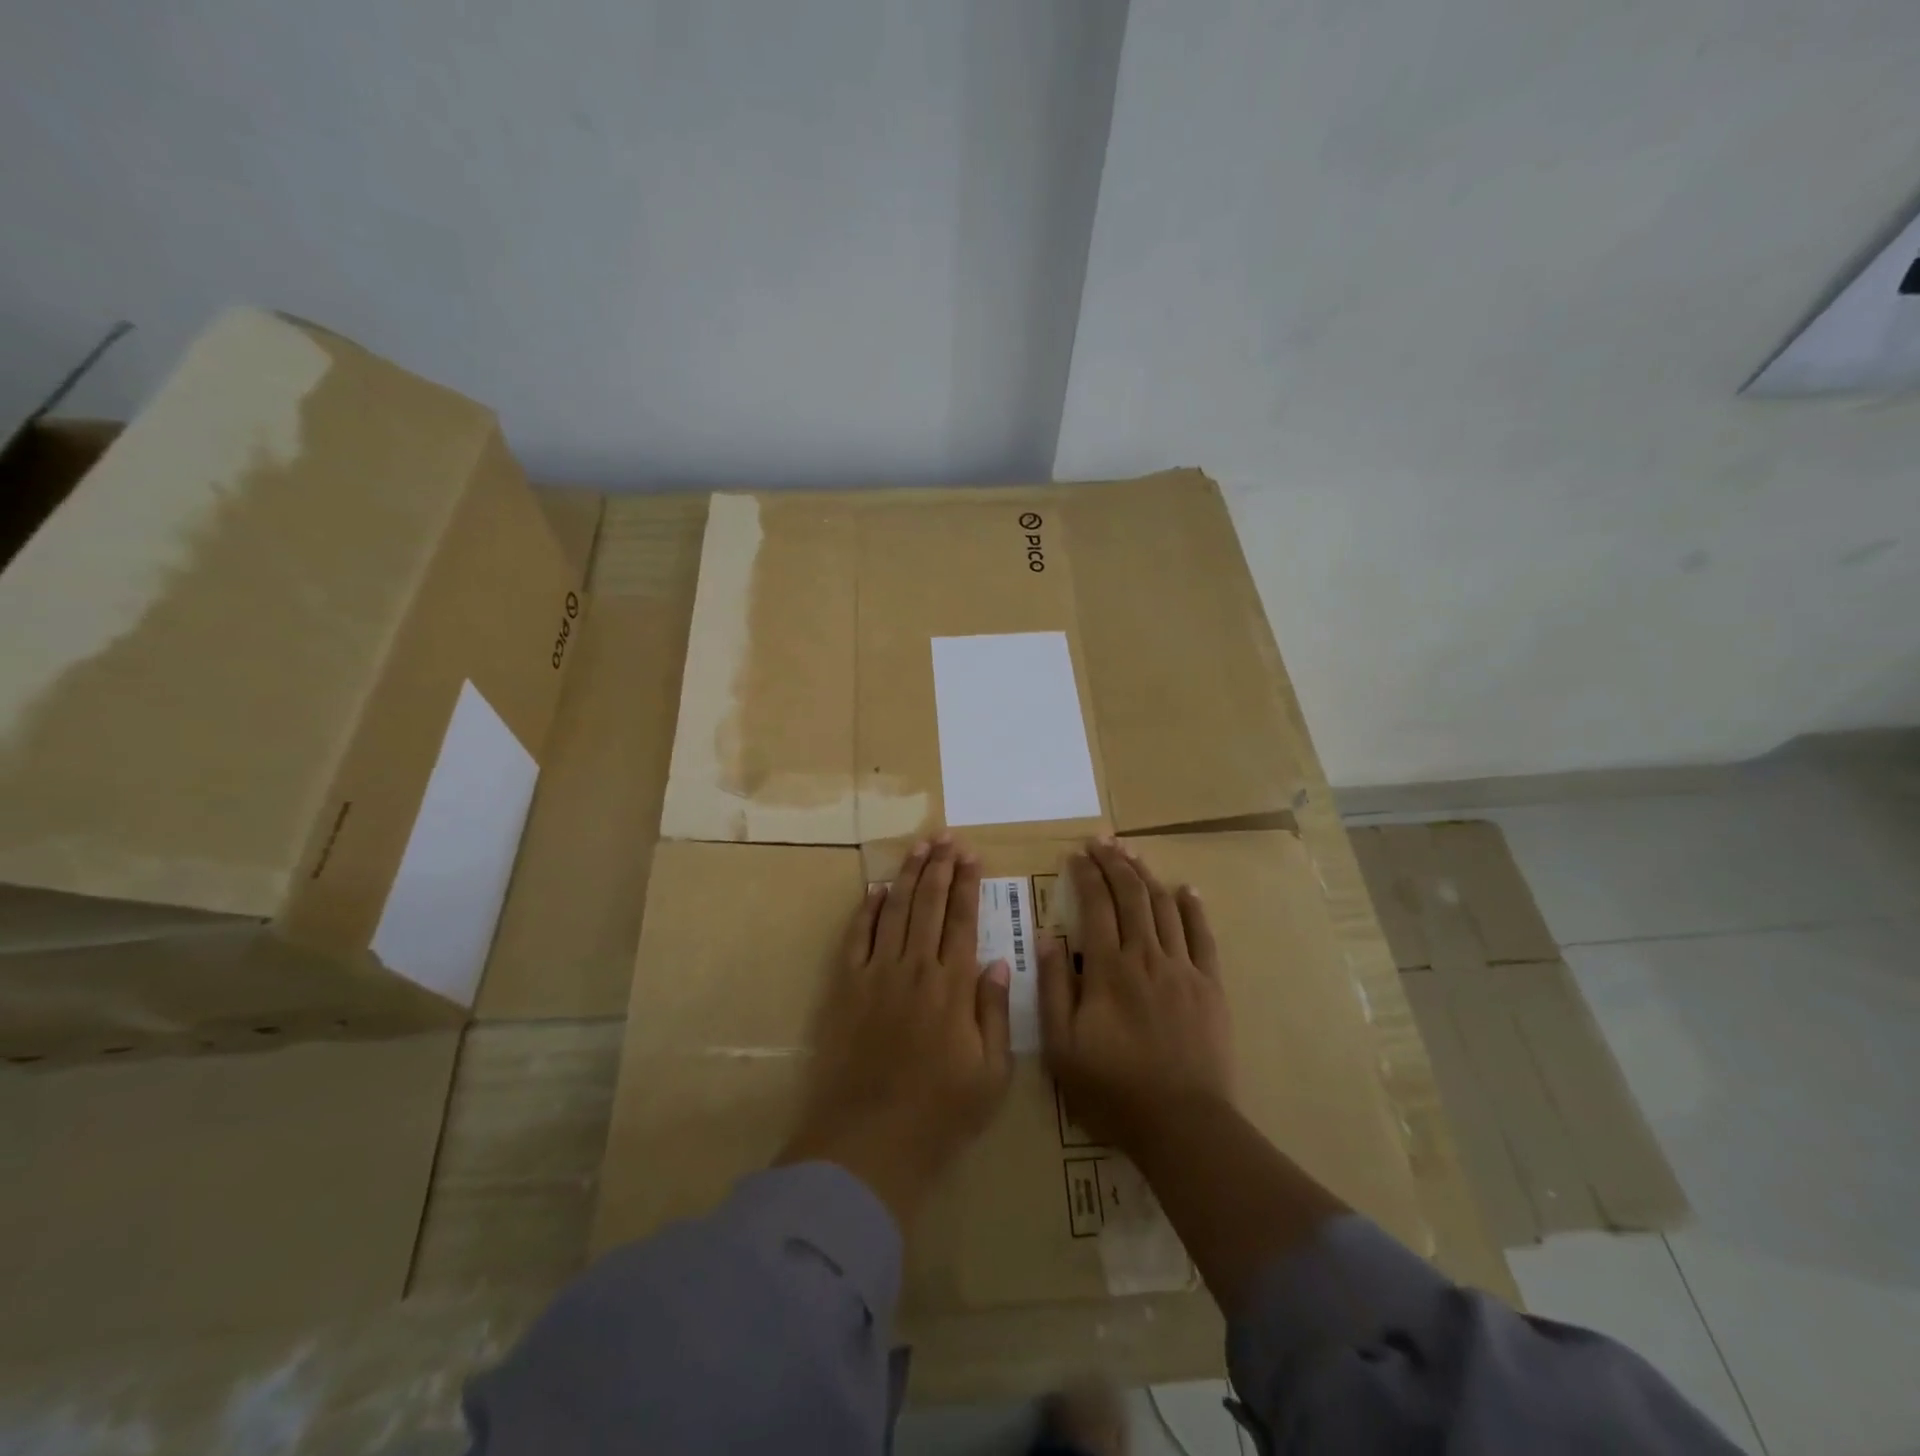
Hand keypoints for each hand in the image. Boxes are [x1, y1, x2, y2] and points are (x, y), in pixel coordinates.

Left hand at [777, 835, 1013, 1226]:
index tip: (973, 856)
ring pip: (897, 911)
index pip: (964, 920)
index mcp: (954, 986)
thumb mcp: (992, 1074)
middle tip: (947, 838)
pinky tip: (878, 888)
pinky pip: (858, 937)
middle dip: (941, 868)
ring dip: (909, 876)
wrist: (870, 1141)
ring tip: (920, 847)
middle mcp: (916, 968)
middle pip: (930, 905)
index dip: (968, 885)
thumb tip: (997, 961)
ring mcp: (878, 974)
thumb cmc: (940, 1113)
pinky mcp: (847, 987)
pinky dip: (868, 910)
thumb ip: (995, 1012)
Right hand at [1039, 838, 1233, 1155]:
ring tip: (1132, 853)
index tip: (1075, 854)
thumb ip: (1054, 988)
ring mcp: (1182, 968)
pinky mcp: (1209, 985)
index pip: (1095, 905)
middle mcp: (1146, 956)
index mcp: (1108, 968)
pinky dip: (1193, 907)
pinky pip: (1202, 936)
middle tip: (1102, 841)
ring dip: (1147, 875)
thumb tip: (1048, 938)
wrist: (1182, 1123)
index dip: (1085, 875)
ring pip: (1164, 907)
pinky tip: (1185, 888)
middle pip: (1131, 895)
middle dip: (1114, 863)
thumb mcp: (1062, 1046)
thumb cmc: (1112, 1088)